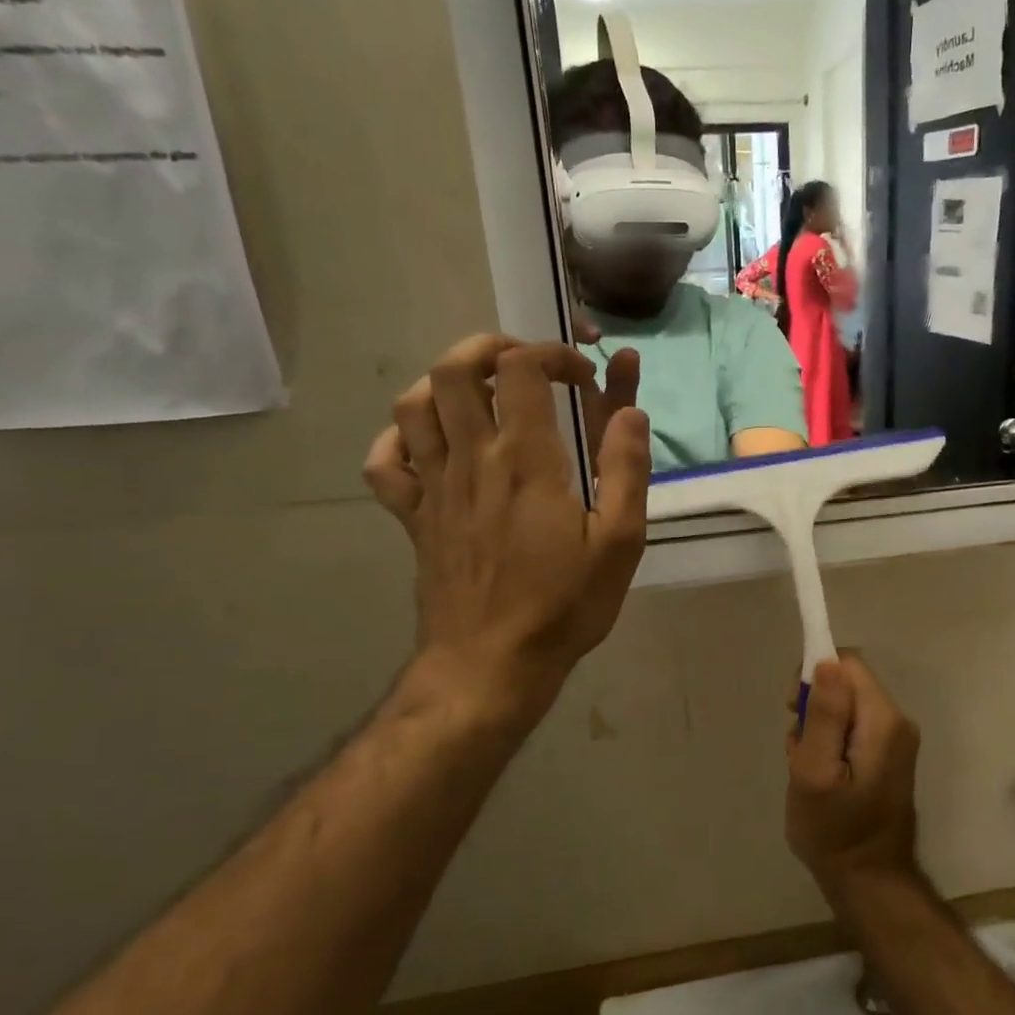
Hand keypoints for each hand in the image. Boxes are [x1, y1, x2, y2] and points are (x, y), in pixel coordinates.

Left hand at [362, 335, 650, 735]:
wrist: (491, 666)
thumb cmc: (563, 606)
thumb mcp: (620, 542)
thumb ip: (626, 470)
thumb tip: (630, 411)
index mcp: (526, 461)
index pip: (520, 368)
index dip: (551, 353)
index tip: (583, 379)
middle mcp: (472, 459)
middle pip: (454, 369)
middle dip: (491, 348)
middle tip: (527, 368)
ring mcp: (434, 487)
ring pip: (413, 404)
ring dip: (446, 383)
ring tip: (483, 396)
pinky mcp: (413, 517)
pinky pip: (384, 462)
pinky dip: (400, 439)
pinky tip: (432, 445)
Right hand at [785, 654, 921, 901]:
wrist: (869, 881)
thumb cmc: (834, 830)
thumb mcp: (816, 772)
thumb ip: (824, 715)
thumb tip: (827, 661)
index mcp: (883, 720)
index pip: (847, 663)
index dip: (814, 675)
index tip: (794, 709)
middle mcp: (897, 721)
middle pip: (848, 682)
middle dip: (815, 706)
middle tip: (798, 747)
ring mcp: (896, 739)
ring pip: (847, 705)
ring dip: (820, 727)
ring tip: (808, 766)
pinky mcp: (889, 754)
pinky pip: (854, 726)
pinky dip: (832, 741)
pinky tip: (823, 774)